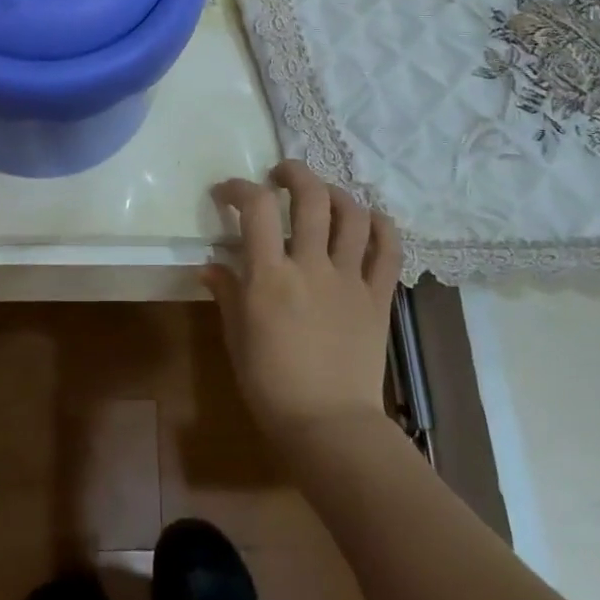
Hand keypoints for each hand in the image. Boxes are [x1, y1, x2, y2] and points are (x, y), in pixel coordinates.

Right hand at [206, 162, 401, 447]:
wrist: (329, 427)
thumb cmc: (271, 385)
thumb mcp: (236, 336)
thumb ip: (227, 292)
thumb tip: (211, 265)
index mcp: (271, 276)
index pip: (257, 208)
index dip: (240, 188)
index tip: (228, 193)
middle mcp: (312, 266)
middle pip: (311, 196)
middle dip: (293, 173)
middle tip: (279, 176)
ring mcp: (350, 279)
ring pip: (353, 215)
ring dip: (336, 193)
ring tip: (322, 195)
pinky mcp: (378, 296)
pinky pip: (389, 250)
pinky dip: (381, 225)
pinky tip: (369, 219)